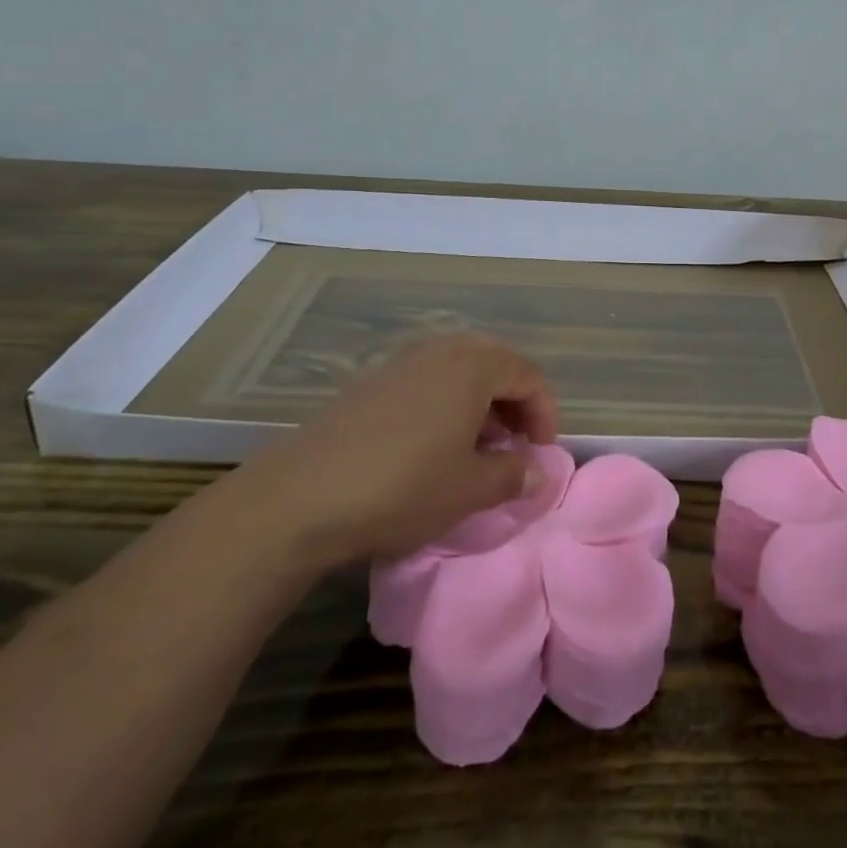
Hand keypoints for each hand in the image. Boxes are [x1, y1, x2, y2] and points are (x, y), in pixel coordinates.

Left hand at [242, 333, 558, 564]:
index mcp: (473, 367)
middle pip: (495, 363)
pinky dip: (445, 402)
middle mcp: (440, 351)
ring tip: (475, 446)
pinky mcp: (371, 381)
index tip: (541, 454)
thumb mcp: (469, 490)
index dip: (545, 413)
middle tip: (514, 443)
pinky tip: (432, 443)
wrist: (301, 496)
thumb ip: (513, 475)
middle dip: (513, 401)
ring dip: (479, 401)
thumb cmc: (402, 487)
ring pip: (459, 368)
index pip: (529, 375)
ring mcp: (402, 361)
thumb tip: (536, 472)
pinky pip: (426, 379)